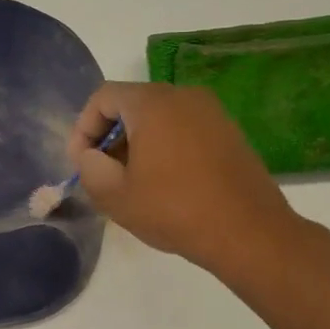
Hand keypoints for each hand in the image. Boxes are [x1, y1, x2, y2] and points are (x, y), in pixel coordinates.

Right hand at [67, 82, 307, 274]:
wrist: (248, 232)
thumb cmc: (174, 210)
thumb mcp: (115, 195)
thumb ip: (89, 168)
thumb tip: (91, 156)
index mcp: (153, 103)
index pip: (103, 97)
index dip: (83, 128)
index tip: (81, 163)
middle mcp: (184, 95)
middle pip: (132, 103)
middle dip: (110, 135)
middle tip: (102, 173)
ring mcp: (212, 112)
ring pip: (159, 116)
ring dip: (137, 142)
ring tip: (132, 181)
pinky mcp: (229, 132)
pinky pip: (184, 128)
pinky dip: (165, 146)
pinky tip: (165, 183)